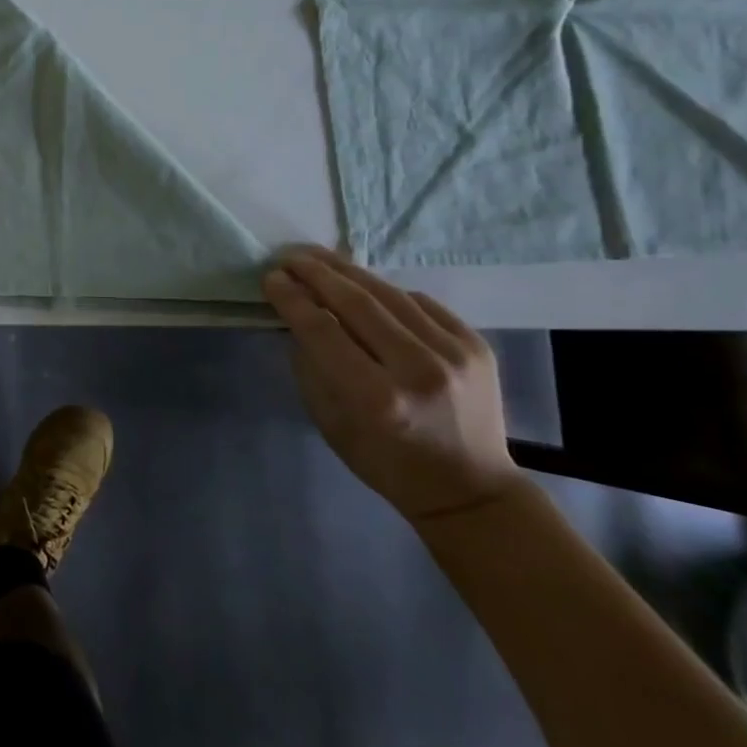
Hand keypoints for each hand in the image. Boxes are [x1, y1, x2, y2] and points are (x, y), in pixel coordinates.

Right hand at [263, 247, 521, 523]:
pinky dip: (387, 291)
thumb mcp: (330, 420)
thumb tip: (297, 316)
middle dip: (316, 274)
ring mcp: (454, 354)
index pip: (322, 329)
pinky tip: (365, 287)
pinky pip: (421, 303)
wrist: (470, 488)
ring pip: (389, 294)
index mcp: (377, 398)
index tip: (270, 278)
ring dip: (347, 272)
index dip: (292, 298)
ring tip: (318, 258)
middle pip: (356, 302)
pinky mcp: (476, 345)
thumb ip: (312, 364)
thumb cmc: (384, 461)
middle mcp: (418, 370)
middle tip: (288, 257)